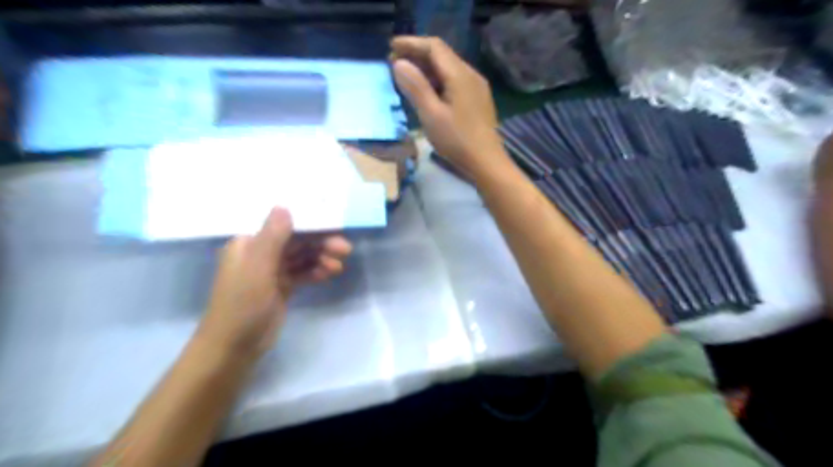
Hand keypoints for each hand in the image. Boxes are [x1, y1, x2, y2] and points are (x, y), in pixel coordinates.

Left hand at [199, 206, 351, 357]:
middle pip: (297, 241)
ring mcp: (272, 271)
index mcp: (249, 243)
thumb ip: (272, 236)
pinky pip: (302, 273)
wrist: (234, 347)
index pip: (284, 225)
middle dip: (321, 243)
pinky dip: (315, 272)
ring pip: (302, 257)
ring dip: (321, 258)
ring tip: (339, 267)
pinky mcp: (281, 287)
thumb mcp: (258, 267)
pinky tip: (329, 275)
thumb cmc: (242, 303)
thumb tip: (284, 206)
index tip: (334, 226)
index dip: (310, 224)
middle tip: (345, 249)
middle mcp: (261, 253)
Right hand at [393, 37, 514, 175]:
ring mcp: (476, 87)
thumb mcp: (431, 115)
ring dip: (426, 69)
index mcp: (460, 75)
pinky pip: (454, 81)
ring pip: (448, 69)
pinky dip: (437, 81)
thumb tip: (399, 63)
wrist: (487, 162)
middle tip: (394, 64)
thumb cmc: (457, 140)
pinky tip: (427, 92)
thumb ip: (415, 87)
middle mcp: (471, 75)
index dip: (411, 44)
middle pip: (442, 56)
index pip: (434, 47)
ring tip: (407, 77)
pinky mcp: (477, 100)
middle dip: (417, 56)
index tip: (390, 47)